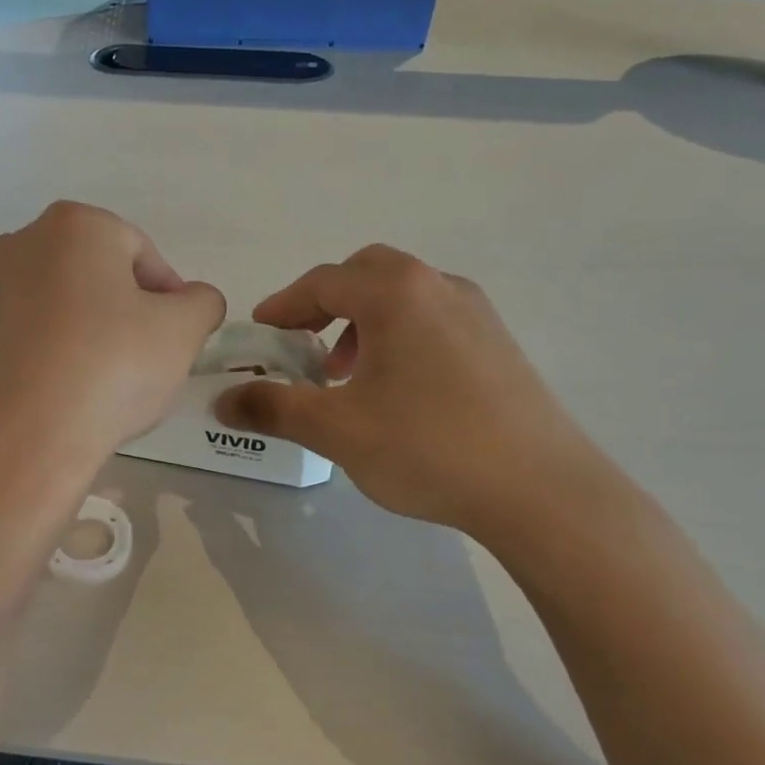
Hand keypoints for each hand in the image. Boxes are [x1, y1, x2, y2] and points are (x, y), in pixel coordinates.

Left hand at [0, 202, 225, 464]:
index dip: (170, 299)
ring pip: (65, 307)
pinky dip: (58, 356)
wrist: (27, 436)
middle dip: (128, 313)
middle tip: (147, 360)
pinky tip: (71, 394)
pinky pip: (35, 338)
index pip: (143, 254)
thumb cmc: (112, 366)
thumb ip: (202, 303)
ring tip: (109, 383)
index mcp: (76, 225)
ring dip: (93, 334)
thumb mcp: (183, 331)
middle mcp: (24, 243)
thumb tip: (194, 301)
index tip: (177, 340)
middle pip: (100, 276)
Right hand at [214, 245, 611, 537]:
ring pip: (403, 296)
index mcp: (397, 293)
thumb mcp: (336, 429)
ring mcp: (477, 313)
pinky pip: (433, 320)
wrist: (541, 490)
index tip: (259, 334)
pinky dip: (399, 336)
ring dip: (363, 322)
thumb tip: (223, 400)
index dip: (282, 306)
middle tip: (303, 347)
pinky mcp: (498, 344)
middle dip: (325, 304)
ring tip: (348, 376)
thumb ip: (273, 408)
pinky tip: (397, 391)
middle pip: (366, 274)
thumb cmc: (429, 447)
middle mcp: (439, 286)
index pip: (323, 281)